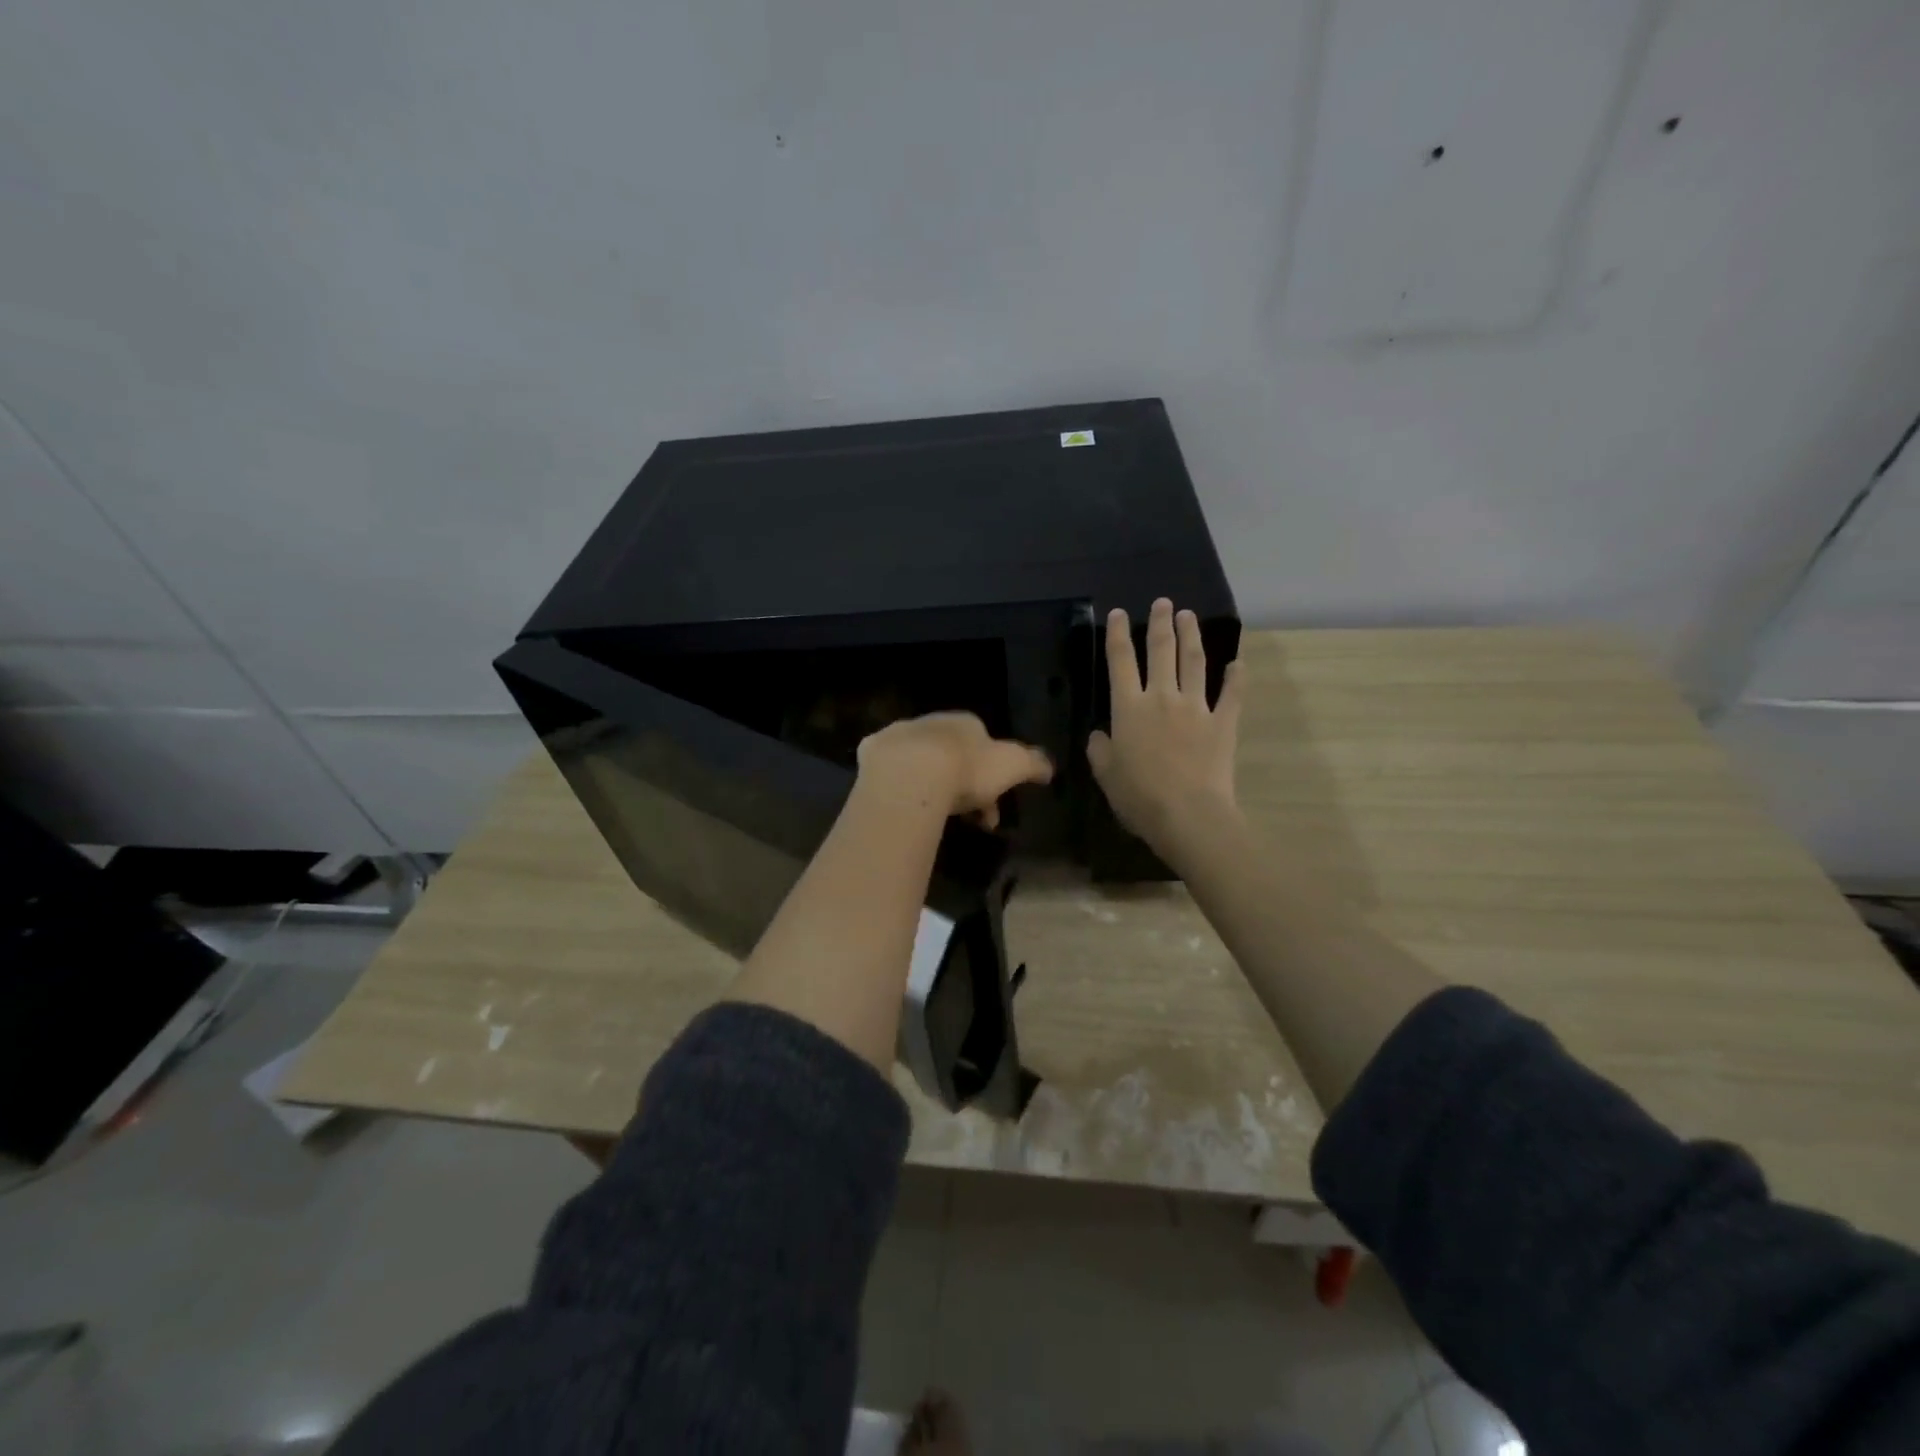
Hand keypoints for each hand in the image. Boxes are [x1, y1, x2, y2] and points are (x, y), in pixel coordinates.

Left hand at [856, 712, 1053, 827]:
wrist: (912, 774)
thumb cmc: (968, 768)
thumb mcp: (1014, 765)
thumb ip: (1034, 763)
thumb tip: (1050, 768)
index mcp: (967, 722)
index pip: (985, 746)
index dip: (994, 777)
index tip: (995, 807)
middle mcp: (933, 722)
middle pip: (953, 754)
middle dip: (965, 785)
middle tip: (970, 818)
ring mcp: (900, 735)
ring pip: (921, 761)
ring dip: (933, 785)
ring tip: (937, 817)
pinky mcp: (872, 752)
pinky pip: (890, 769)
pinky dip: (899, 784)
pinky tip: (905, 804)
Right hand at [1087, 598, 1244, 861]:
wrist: (1187, 814)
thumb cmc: (1139, 797)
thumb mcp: (1105, 774)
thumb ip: (1100, 749)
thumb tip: (1101, 735)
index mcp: (1129, 708)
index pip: (1120, 661)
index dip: (1117, 635)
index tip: (1118, 614)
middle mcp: (1162, 697)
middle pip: (1161, 650)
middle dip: (1160, 623)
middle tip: (1163, 603)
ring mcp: (1196, 707)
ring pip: (1194, 662)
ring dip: (1191, 636)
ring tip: (1189, 616)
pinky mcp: (1223, 723)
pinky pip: (1231, 694)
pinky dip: (1236, 677)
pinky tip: (1238, 663)